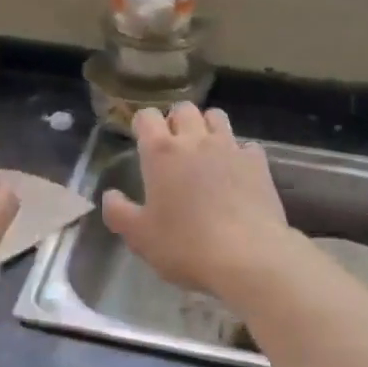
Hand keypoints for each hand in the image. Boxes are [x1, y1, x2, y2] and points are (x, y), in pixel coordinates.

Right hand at [101, 104, 294, 296]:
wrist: (248, 257)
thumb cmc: (186, 246)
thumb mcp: (140, 237)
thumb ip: (119, 213)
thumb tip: (110, 195)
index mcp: (161, 152)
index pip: (147, 116)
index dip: (143, 124)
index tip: (142, 139)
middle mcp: (195, 140)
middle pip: (183, 109)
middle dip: (176, 120)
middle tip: (173, 146)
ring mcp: (229, 147)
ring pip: (216, 116)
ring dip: (207, 126)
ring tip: (205, 150)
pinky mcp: (257, 162)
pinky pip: (246, 144)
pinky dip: (239, 152)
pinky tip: (237, 171)